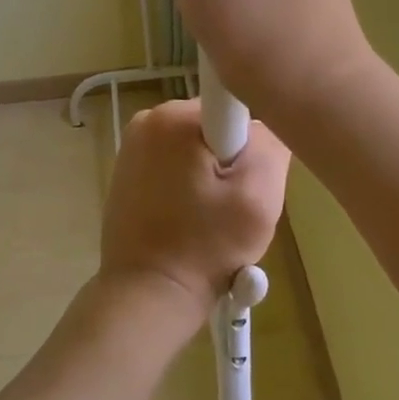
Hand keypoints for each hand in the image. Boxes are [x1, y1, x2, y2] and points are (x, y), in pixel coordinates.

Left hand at [100, 99, 290, 318]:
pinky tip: (190, 221)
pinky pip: (174, 165)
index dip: (251, 142)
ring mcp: (132, 146)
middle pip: (215, 127)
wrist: (147, 295)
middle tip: (234, 206)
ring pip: (196, 148)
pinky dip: (189, 187)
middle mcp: (147, 120)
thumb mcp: (258, 197)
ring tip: (211, 219)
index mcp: (173, 116)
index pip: (234, 105)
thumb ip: (271, 146)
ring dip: (212, 178)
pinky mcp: (127, 172)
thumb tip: (266, 124)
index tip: (246, 178)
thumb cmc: (204, 246)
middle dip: (232, 162)